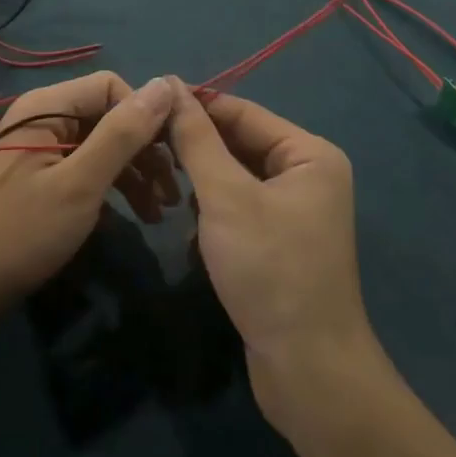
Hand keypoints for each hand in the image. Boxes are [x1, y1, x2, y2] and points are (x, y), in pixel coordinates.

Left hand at [0, 73, 179, 331]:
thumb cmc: (18, 234)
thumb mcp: (79, 184)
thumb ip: (122, 134)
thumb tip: (165, 84)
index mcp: (47, 106)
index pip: (112, 86)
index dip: (145, 116)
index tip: (173, 157)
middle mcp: (42, 118)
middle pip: (106, 116)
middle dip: (143, 151)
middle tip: (173, 194)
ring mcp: (37, 150)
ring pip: (98, 146)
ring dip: (132, 174)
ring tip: (159, 214)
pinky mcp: (35, 180)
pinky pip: (82, 169)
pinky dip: (109, 189)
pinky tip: (128, 218)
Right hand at [167, 80, 377, 421]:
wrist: (308, 372)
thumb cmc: (269, 269)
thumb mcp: (225, 196)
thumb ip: (196, 138)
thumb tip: (170, 84)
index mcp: (309, 154)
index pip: (242, 112)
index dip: (196, 105)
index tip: (147, 104)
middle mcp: (308, 175)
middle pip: (240, 144)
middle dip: (197, 149)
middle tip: (146, 146)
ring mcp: (296, 211)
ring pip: (235, 178)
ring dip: (202, 184)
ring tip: (165, 190)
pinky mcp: (280, 243)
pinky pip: (240, 209)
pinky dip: (213, 215)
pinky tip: (190, 234)